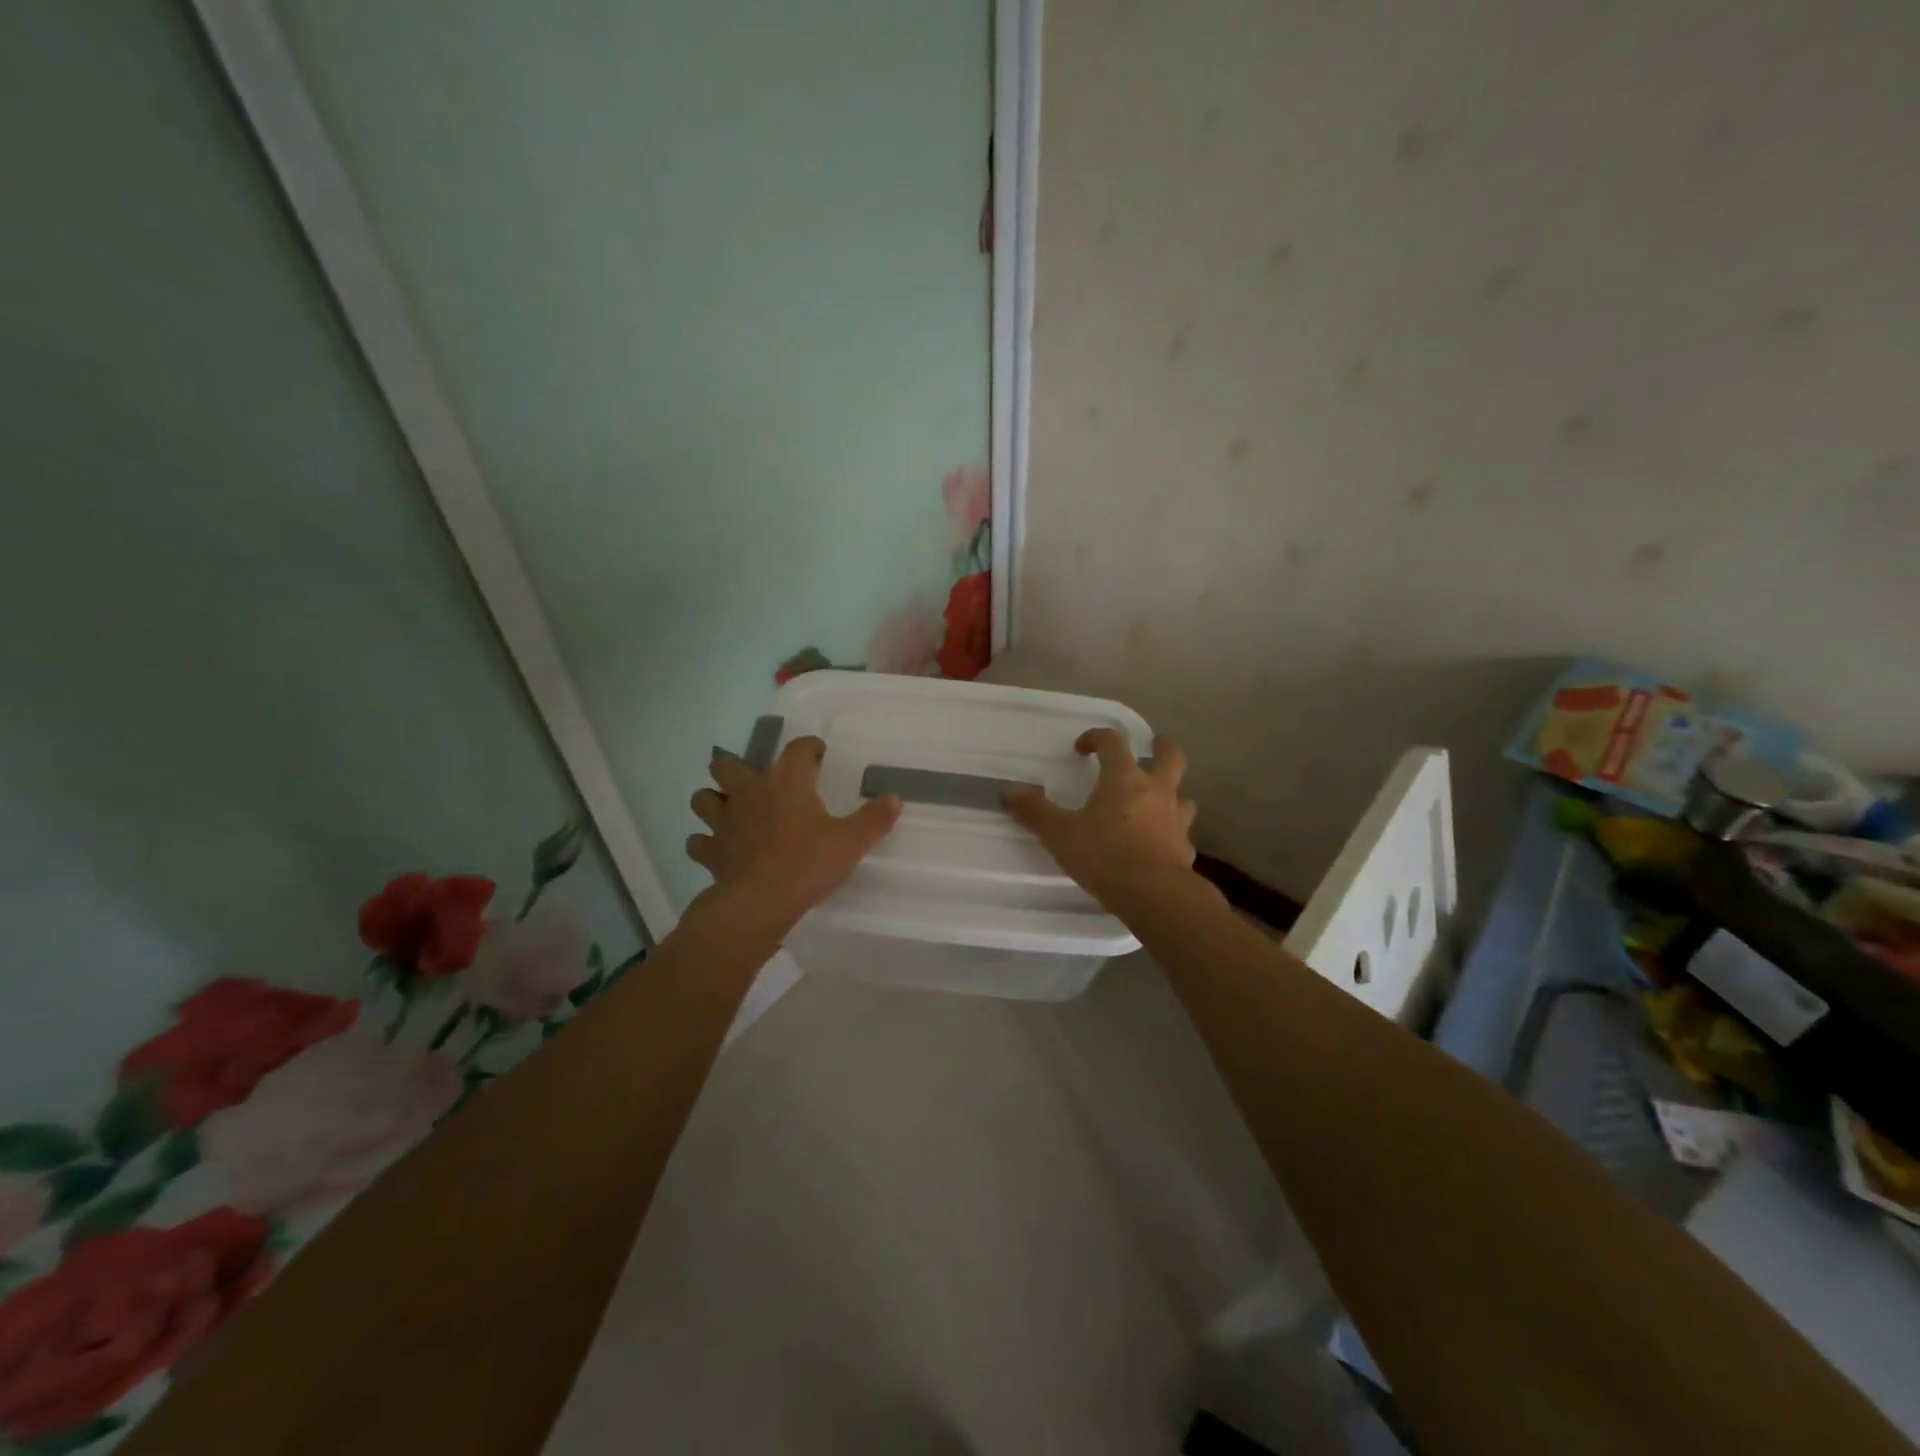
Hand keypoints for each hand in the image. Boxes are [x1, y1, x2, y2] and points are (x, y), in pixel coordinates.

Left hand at [687, 736, 902, 935]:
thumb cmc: (808, 863)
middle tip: (755, 781)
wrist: (760, 902)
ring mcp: (724, 821)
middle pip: (727, 765)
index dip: (808, 747)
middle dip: (736, 767)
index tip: (817, 754)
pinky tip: (718, 849)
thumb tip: (894, 798)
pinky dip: (705, 842)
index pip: (797, 749)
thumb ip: (874, 819)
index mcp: (786, 781)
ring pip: (703, 798)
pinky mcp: (710, 851)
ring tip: (729, 810)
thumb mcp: (851, 841)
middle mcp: (749, 792)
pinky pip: (698, 841)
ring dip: (713, 800)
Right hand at [1004, 729, 1197, 911]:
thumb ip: (1035, 812)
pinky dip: (1172, 832)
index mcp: (1124, 779)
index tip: (1082, 748)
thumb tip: (1009, 791)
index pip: (1113, 742)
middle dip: (1162, 747)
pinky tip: (1160, 844)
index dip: (1097, 737)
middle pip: (1170, 757)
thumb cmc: (1104, 855)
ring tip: (1158, 799)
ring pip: (1182, 795)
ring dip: (1172, 792)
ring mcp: (1176, 819)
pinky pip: (1181, 832)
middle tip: (1154, 744)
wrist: (1155, 895)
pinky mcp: (1185, 849)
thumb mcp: (1060, 834)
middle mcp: (1156, 791)